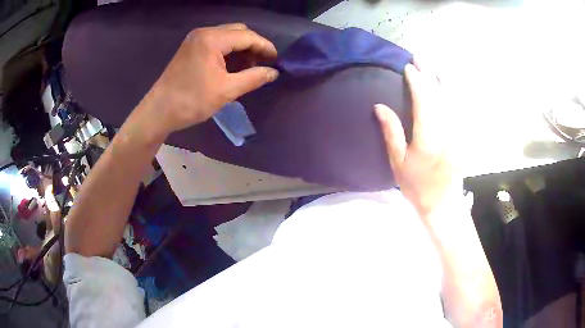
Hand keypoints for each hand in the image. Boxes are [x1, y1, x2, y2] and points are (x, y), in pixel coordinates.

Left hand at [138, 23, 278, 136]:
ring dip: (241, 48)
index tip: (276, 60)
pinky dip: (228, 51)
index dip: (265, 47)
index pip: (247, 36)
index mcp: (213, 39)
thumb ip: (253, 78)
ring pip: (228, 36)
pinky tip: (232, 66)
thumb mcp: (226, 91)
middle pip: (238, 31)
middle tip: (260, 65)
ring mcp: (195, 39)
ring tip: (247, 68)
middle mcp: (204, 32)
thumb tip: (273, 72)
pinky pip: (216, 42)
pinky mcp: (191, 47)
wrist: (159, 111)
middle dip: (253, 46)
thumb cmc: (191, 101)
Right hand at [375, 62, 460, 216]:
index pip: (423, 100)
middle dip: (429, 74)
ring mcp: (458, 132)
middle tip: (419, 59)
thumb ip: (391, 132)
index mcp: (428, 136)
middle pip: (439, 95)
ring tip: (434, 66)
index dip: (416, 82)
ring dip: (442, 80)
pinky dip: (454, 95)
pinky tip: (449, 88)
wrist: (442, 203)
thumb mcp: (398, 162)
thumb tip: (379, 106)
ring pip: (452, 99)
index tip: (408, 68)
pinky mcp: (463, 136)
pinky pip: (460, 109)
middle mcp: (446, 129)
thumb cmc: (417, 186)